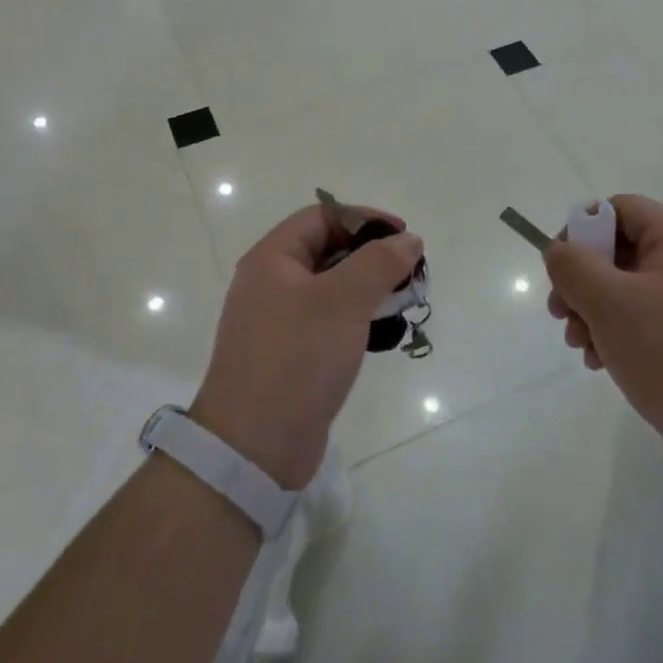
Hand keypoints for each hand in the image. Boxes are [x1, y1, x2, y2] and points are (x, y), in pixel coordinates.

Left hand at [193, 204, 422, 487]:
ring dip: (367, 288)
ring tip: (402, 302)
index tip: (403, 237)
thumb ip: (378, 263)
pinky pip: (327, 322)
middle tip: (409, 272)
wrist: (254, 446)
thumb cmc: (297, 358)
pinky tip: (381, 334)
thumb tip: (408, 239)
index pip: (321, 217)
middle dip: (370, 255)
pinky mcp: (290, 355)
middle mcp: (270, 284)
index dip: (364, 219)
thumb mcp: (343, 301)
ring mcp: (277, 322)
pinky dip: (355, 318)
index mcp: (271, 260)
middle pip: (326, 250)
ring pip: (330, 288)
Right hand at [544, 195, 662, 483]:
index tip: (559, 267)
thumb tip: (558, 251)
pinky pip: (643, 322)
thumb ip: (573, 266)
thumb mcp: (609, 302)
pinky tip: (600, 363)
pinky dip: (614, 335)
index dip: (582, 228)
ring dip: (592, 312)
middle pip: (619, 251)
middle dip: (581, 280)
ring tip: (580, 346)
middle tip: (560, 313)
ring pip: (626, 290)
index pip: (621, 208)